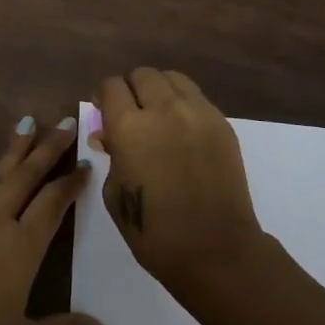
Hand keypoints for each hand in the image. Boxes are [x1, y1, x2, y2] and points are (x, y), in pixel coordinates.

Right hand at [95, 69, 262, 291]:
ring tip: (157, 114)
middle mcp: (163, 109)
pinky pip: (196, 97)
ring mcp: (197, 113)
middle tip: (129, 113)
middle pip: (142, 75)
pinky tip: (181, 129)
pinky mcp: (222, 123)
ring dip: (158, 90)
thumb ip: (111, 155)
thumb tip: (108, 135)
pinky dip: (183, 103)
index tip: (102, 111)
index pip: (111, 86)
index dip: (103, 96)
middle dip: (130, 89)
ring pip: (172, 78)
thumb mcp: (116, 193)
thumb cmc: (154, 231)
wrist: (214, 250)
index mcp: (128, 127)